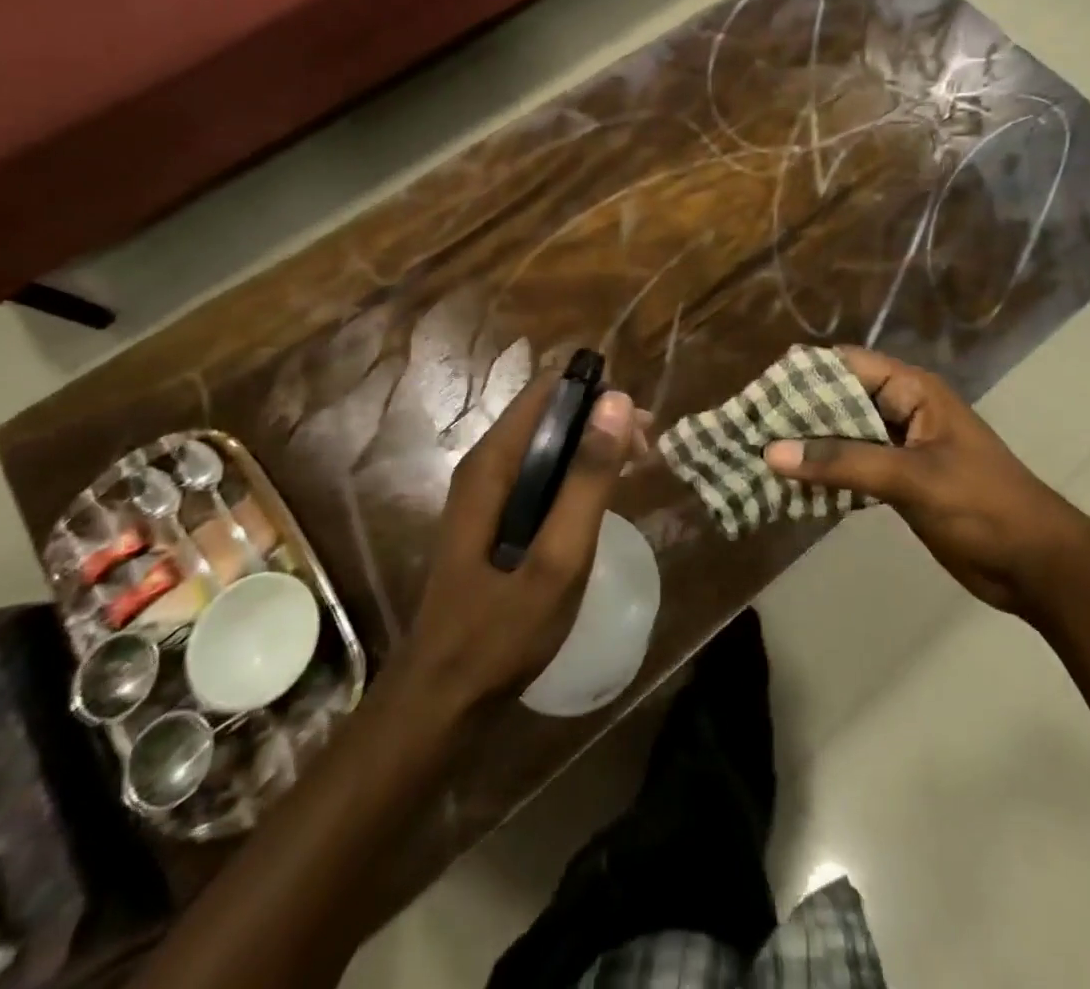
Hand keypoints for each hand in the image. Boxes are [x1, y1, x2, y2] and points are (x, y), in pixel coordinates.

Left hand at [394, 370, 647, 719]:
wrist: (443, 700)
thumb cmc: (501, 631)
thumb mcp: (558, 556)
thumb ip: (589, 478)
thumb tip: (619, 401)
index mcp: (493, 463)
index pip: (548, 390)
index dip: (597, 396)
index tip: (639, 428)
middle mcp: (485, 465)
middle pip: (550, 412)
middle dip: (602, 421)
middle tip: (647, 454)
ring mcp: (487, 492)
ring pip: (548, 443)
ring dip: (594, 447)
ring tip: (637, 470)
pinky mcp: (495, 516)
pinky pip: (542, 473)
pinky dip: (578, 473)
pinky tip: (603, 498)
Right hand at [763, 346, 1083, 615]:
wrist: (1036, 565)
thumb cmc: (982, 505)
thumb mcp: (912, 478)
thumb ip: (843, 463)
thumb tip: (772, 452)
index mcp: (912, 391)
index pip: (847, 366)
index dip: (803, 375)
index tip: (758, 392)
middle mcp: (902, 410)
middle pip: (839, 400)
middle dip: (797, 413)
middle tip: (748, 427)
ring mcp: (899, 447)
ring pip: (842, 436)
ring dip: (806, 446)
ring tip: (756, 455)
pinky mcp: (897, 481)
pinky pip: (851, 468)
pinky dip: (823, 474)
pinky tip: (789, 487)